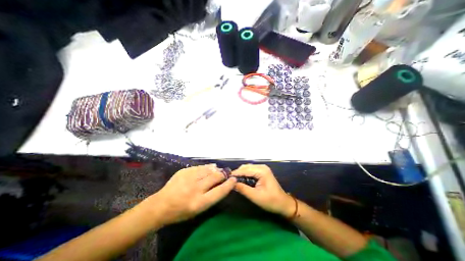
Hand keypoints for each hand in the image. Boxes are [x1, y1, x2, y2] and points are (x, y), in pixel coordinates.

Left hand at [145, 164, 236, 225]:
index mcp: (199, 203)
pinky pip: (200, 167)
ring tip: (218, 170)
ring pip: (208, 169)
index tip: (234, 179)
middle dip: (223, 174)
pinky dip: (207, 167)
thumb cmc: (182, 211)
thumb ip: (212, 196)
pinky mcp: (184, 171)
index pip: (219, 191)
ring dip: (216, 169)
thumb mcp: (198, 209)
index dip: (229, 184)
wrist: (161, 205)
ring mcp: (188, 178)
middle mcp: (195, 189)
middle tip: (226, 173)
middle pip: (215, 177)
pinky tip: (210, 167)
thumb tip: (222, 182)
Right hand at [232, 164, 293, 216]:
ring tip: (233, 180)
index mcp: (261, 171)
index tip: (226, 177)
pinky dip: (245, 174)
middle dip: (237, 173)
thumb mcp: (256, 197)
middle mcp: (262, 167)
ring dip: (241, 173)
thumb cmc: (271, 201)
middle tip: (229, 180)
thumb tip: (232, 184)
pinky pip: (251, 171)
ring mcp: (262, 168)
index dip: (235, 173)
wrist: (283, 203)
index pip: (245, 170)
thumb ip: (243, 189)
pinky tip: (241, 180)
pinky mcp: (262, 171)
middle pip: (246, 167)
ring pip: (247, 168)